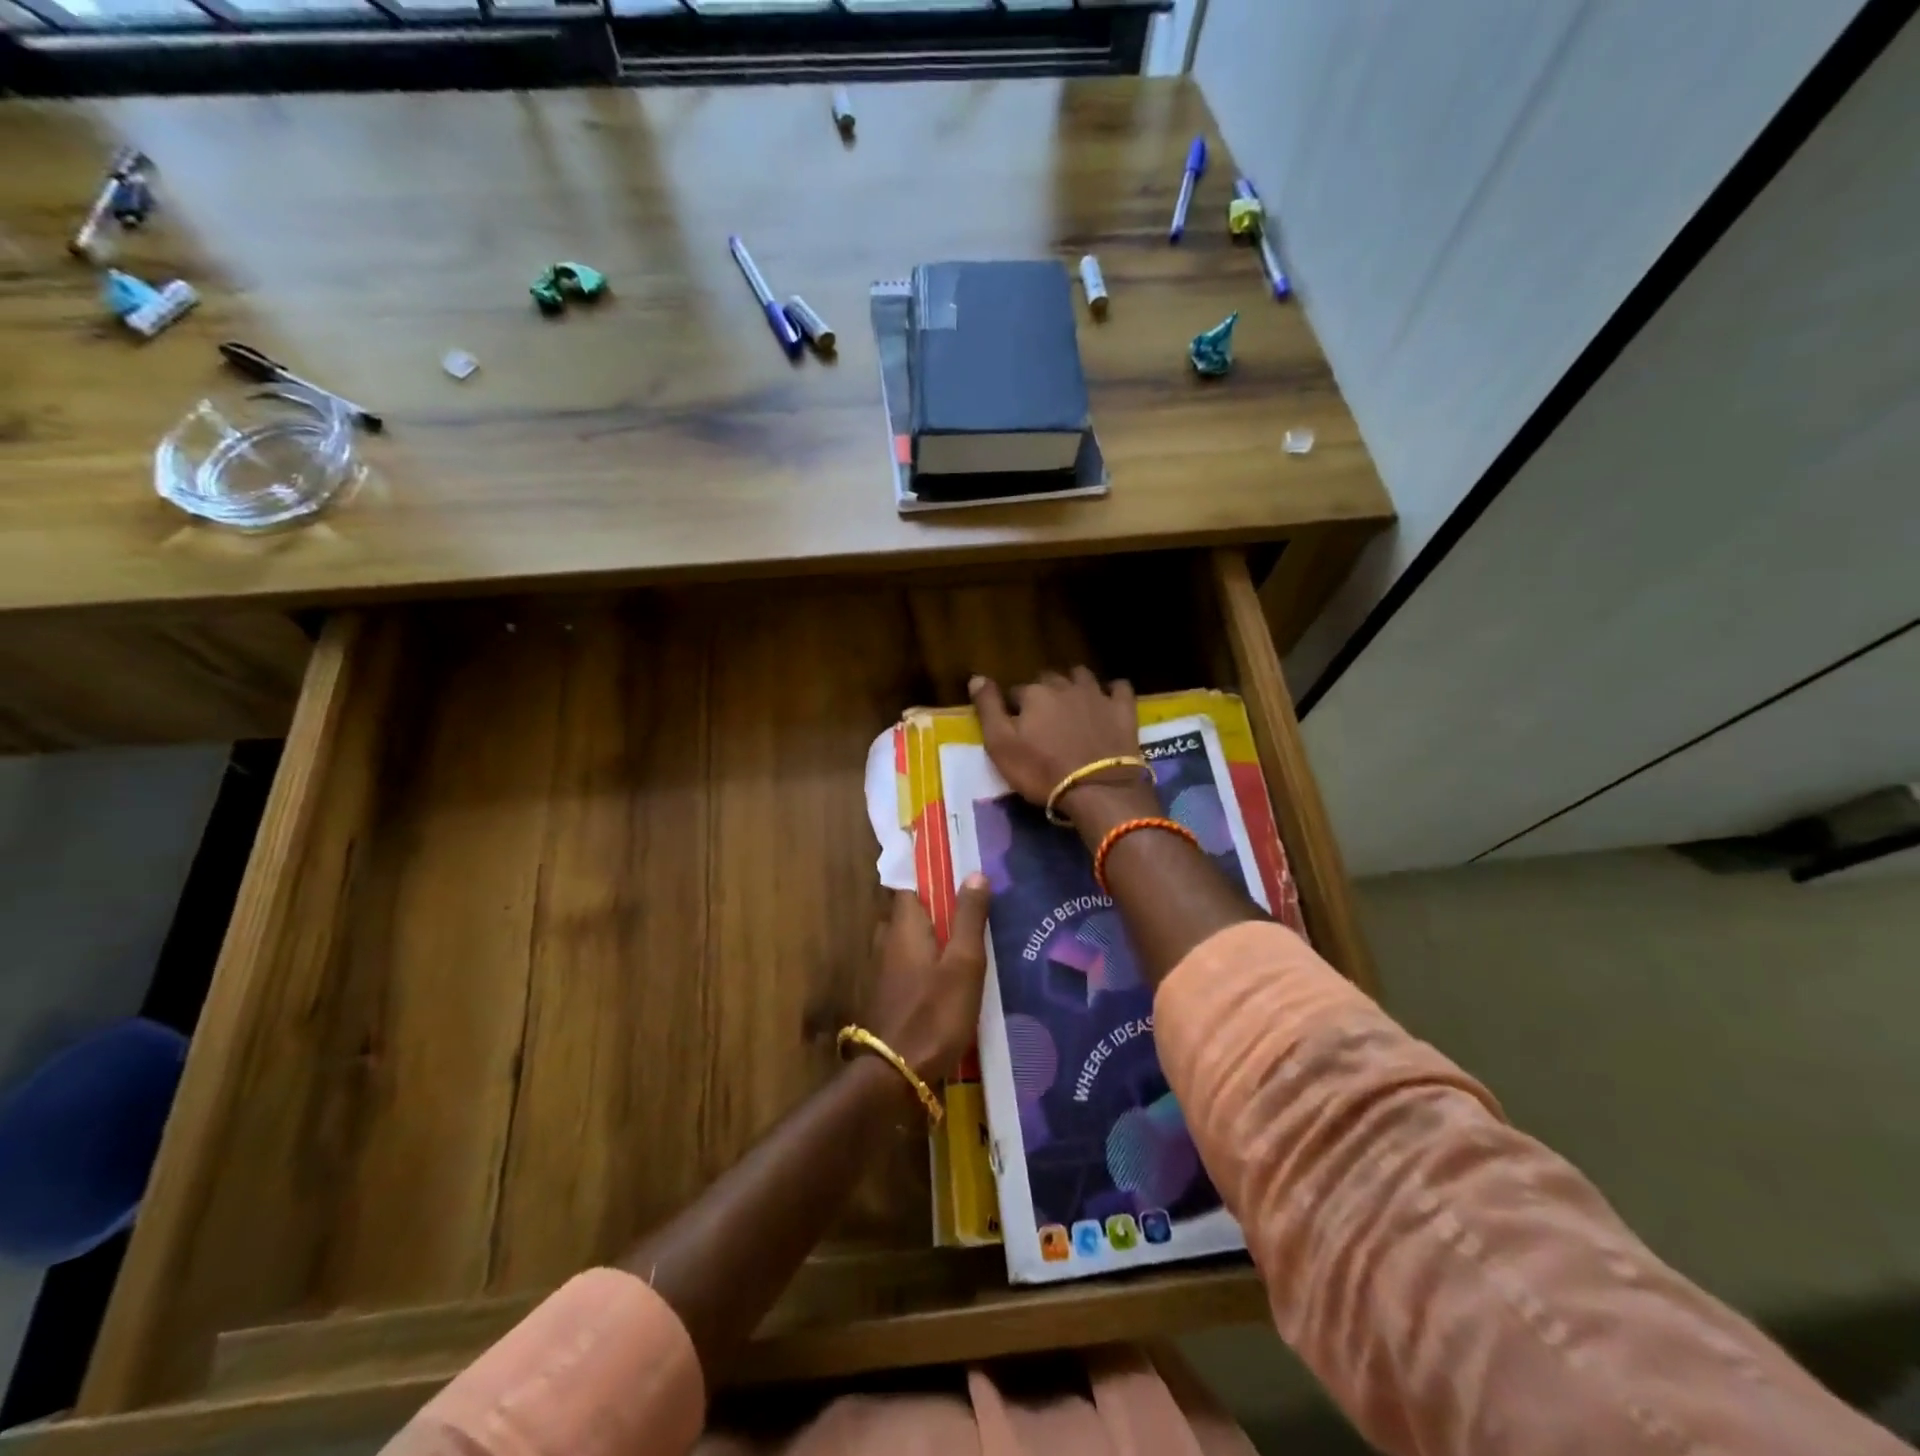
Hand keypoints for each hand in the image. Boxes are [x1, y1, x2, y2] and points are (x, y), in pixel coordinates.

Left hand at [863, 879, 991, 1083]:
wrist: (897, 1074)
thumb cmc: (934, 1013)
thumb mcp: (963, 963)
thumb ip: (969, 917)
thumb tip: (974, 872)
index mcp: (904, 925)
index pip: (910, 884)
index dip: (931, 873)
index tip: (955, 865)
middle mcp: (887, 940)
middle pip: (911, 911)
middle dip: (936, 905)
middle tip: (971, 904)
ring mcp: (883, 969)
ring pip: (910, 938)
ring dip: (933, 934)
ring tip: (968, 937)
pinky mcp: (888, 994)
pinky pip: (909, 962)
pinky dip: (928, 959)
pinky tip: (951, 972)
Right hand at [969, 669, 1146, 817]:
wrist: (1097, 788)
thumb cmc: (1041, 770)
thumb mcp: (1001, 745)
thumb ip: (988, 709)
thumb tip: (976, 677)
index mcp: (1033, 694)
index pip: (1016, 692)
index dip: (1013, 707)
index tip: (1015, 724)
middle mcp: (1064, 686)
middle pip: (1048, 679)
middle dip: (1043, 692)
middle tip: (1042, 716)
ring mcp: (1097, 695)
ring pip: (1082, 676)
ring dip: (1074, 683)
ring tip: (1071, 701)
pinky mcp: (1123, 709)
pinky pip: (1119, 687)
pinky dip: (1112, 690)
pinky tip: (1109, 699)